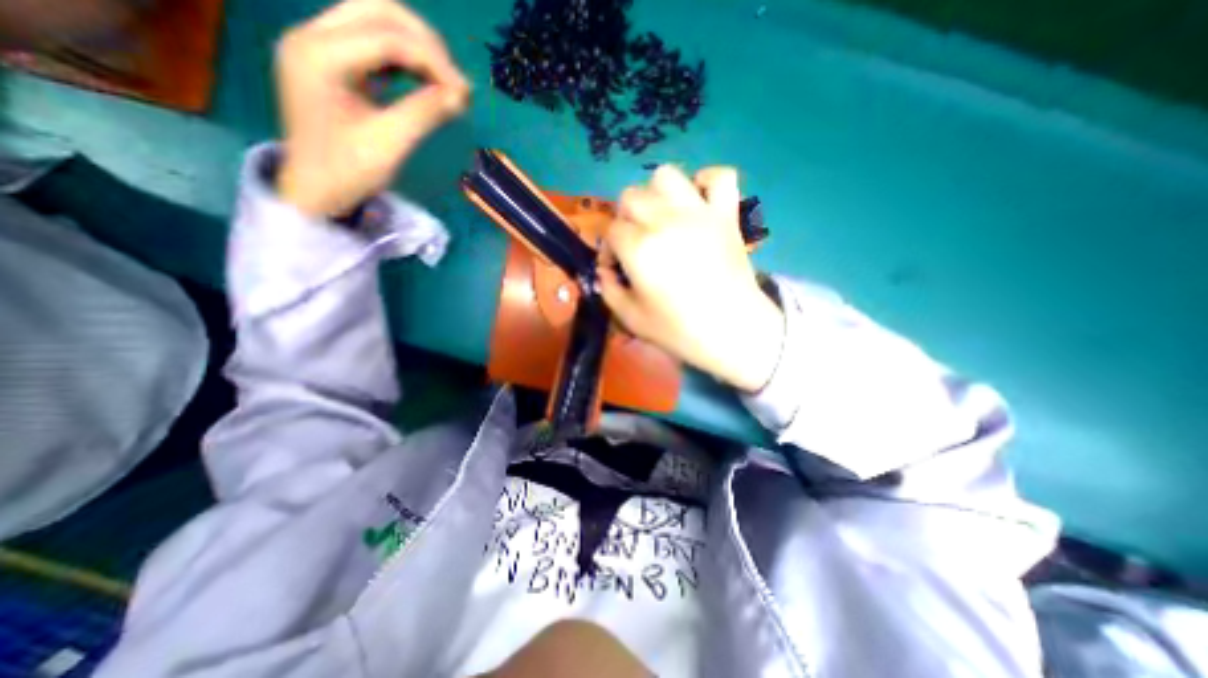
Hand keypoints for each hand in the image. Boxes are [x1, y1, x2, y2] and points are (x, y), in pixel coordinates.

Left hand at [276, 0, 469, 217]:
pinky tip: (423, 81)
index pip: (387, 37)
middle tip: (454, 79)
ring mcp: (318, 46)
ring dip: (415, 46)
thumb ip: (425, 112)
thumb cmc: (348, 171)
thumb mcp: (390, 143)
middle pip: (377, 10)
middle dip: (424, 42)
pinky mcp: (330, 61)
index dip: (433, 60)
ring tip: (444, 81)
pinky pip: (371, 43)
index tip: (464, 92)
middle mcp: (312, 36)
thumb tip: (461, 95)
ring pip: (375, 21)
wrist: (314, 190)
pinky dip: (403, 58)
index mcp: (319, 55)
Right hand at [599, 165, 789, 393]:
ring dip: (657, 194)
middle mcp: (665, 221)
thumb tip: (605, 271)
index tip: (616, 269)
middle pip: (631, 197)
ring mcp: (699, 213)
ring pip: (666, 175)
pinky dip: (706, 182)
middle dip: (625, 220)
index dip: (609, 250)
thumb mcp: (631, 319)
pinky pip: (720, 176)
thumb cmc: (679, 330)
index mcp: (640, 248)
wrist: (734, 331)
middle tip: (635, 243)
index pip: (611, 232)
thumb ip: (609, 291)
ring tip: (662, 218)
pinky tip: (698, 203)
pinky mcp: (727, 214)